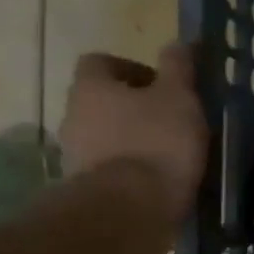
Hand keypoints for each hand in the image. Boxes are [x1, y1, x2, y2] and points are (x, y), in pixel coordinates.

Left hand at [61, 42, 208, 229]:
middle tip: (171, 122)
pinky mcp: (86, 191)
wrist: (129, 211)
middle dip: (134, 109)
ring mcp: (75, 156)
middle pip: (102, 103)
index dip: (133, 70)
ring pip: (106, 138)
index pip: (102, 63)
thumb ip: (179, 68)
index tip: (163, 87)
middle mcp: (73, 116)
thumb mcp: (179, 98)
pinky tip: (159, 184)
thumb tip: (179, 42)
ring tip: (170, 157)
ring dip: (132, 142)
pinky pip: (110, 172)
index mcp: (91, 87)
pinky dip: (132, 173)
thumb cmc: (156, 144)